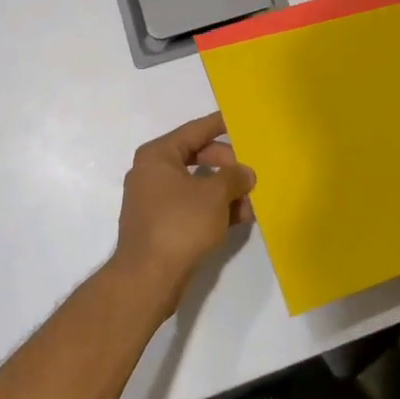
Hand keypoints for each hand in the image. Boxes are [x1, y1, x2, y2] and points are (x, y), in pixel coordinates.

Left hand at [114, 113, 255, 318]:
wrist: (148, 278)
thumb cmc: (180, 224)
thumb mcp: (215, 195)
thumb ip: (234, 177)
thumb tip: (245, 173)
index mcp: (158, 155)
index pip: (195, 130)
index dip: (220, 124)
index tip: (241, 119)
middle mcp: (152, 172)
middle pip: (198, 157)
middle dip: (228, 167)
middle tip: (252, 175)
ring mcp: (154, 200)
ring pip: (198, 185)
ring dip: (225, 192)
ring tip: (251, 203)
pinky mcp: (161, 225)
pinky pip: (193, 206)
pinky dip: (214, 209)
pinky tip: (238, 219)